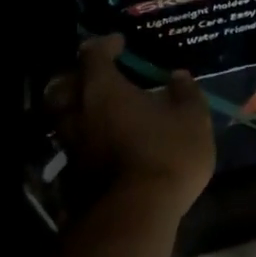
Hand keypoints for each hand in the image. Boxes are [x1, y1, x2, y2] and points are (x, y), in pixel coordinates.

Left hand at [44, 34, 214, 217]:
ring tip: (98, 111)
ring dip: (77, 109)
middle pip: (63, 84)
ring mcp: (71, 144)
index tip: (119, 42)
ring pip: (63, 117)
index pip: (93, 54)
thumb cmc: (166, 155)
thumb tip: (178, 75)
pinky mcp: (72, 174)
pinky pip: (73, 145)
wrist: (136, 213)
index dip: (105, 44)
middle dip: (77, 75)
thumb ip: (185, 93)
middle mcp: (78, 111)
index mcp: (103, 88)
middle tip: (96, 76)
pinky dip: (84, 138)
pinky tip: (102, 144)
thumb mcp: (192, 120)